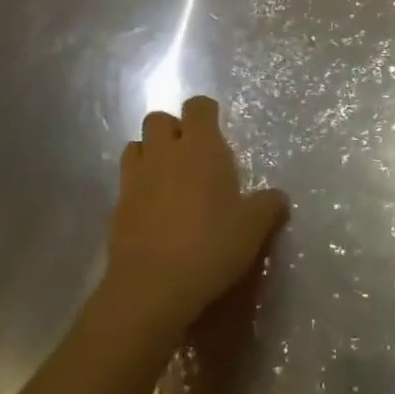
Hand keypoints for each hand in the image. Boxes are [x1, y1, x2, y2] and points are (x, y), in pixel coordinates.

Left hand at [107, 97, 288, 330]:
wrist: (152, 287)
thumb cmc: (210, 245)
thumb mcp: (253, 228)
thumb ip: (268, 206)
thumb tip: (279, 198)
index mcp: (201, 147)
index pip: (198, 106)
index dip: (206, 112)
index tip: (216, 129)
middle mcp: (165, 152)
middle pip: (159, 119)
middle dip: (172, 130)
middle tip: (190, 155)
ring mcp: (135, 178)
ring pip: (136, 146)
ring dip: (150, 154)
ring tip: (167, 178)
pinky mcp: (116, 207)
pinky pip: (125, 183)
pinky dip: (137, 187)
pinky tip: (152, 211)